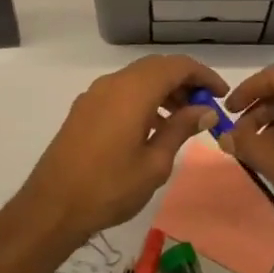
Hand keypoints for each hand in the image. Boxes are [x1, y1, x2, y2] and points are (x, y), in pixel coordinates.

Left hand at [16, 55, 225, 248]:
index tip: (221, 95)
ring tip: (182, 120)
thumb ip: (181, 129)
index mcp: (134, 91)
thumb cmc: (110, 187)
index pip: (177, 66)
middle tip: (205, 107)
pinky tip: (152, 128)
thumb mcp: (154, 163)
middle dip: (184, 82)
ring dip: (163, 91)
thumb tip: (205, 109)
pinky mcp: (84, 108)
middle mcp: (113, 83)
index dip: (203, 75)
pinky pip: (121, 91)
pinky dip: (143, 99)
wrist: (52, 206)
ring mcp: (95, 94)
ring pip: (138, 78)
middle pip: (157, 68)